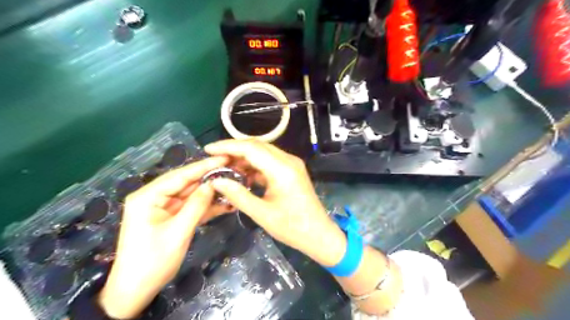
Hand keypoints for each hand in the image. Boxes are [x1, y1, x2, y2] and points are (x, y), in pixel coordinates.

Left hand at [99, 157, 228, 318]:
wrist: (136, 291)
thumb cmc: (152, 261)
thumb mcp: (178, 232)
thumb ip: (196, 206)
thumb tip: (213, 184)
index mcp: (148, 196)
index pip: (180, 175)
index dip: (204, 166)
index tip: (225, 158)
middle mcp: (155, 197)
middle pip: (187, 183)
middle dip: (210, 178)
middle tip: (233, 171)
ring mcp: (164, 207)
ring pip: (192, 195)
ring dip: (211, 193)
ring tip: (233, 185)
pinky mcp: (172, 217)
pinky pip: (192, 207)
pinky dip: (207, 206)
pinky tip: (225, 203)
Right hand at [206, 140, 346, 267]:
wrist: (319, 234)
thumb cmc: (292, 228)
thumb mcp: (262, 214)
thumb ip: (238, 195)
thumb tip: (216, 181)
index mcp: (282, 170)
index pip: (251, 148)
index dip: (227, 146)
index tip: (208, 150)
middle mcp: (288, 160)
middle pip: (257, 145)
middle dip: (234, 149)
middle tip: (214, 159)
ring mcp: (291, 164)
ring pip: (263, 152)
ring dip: (243, 157)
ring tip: (224, 167)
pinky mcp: (291, 170)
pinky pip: (269, 161)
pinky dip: (254, 165)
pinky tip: (241, 174)